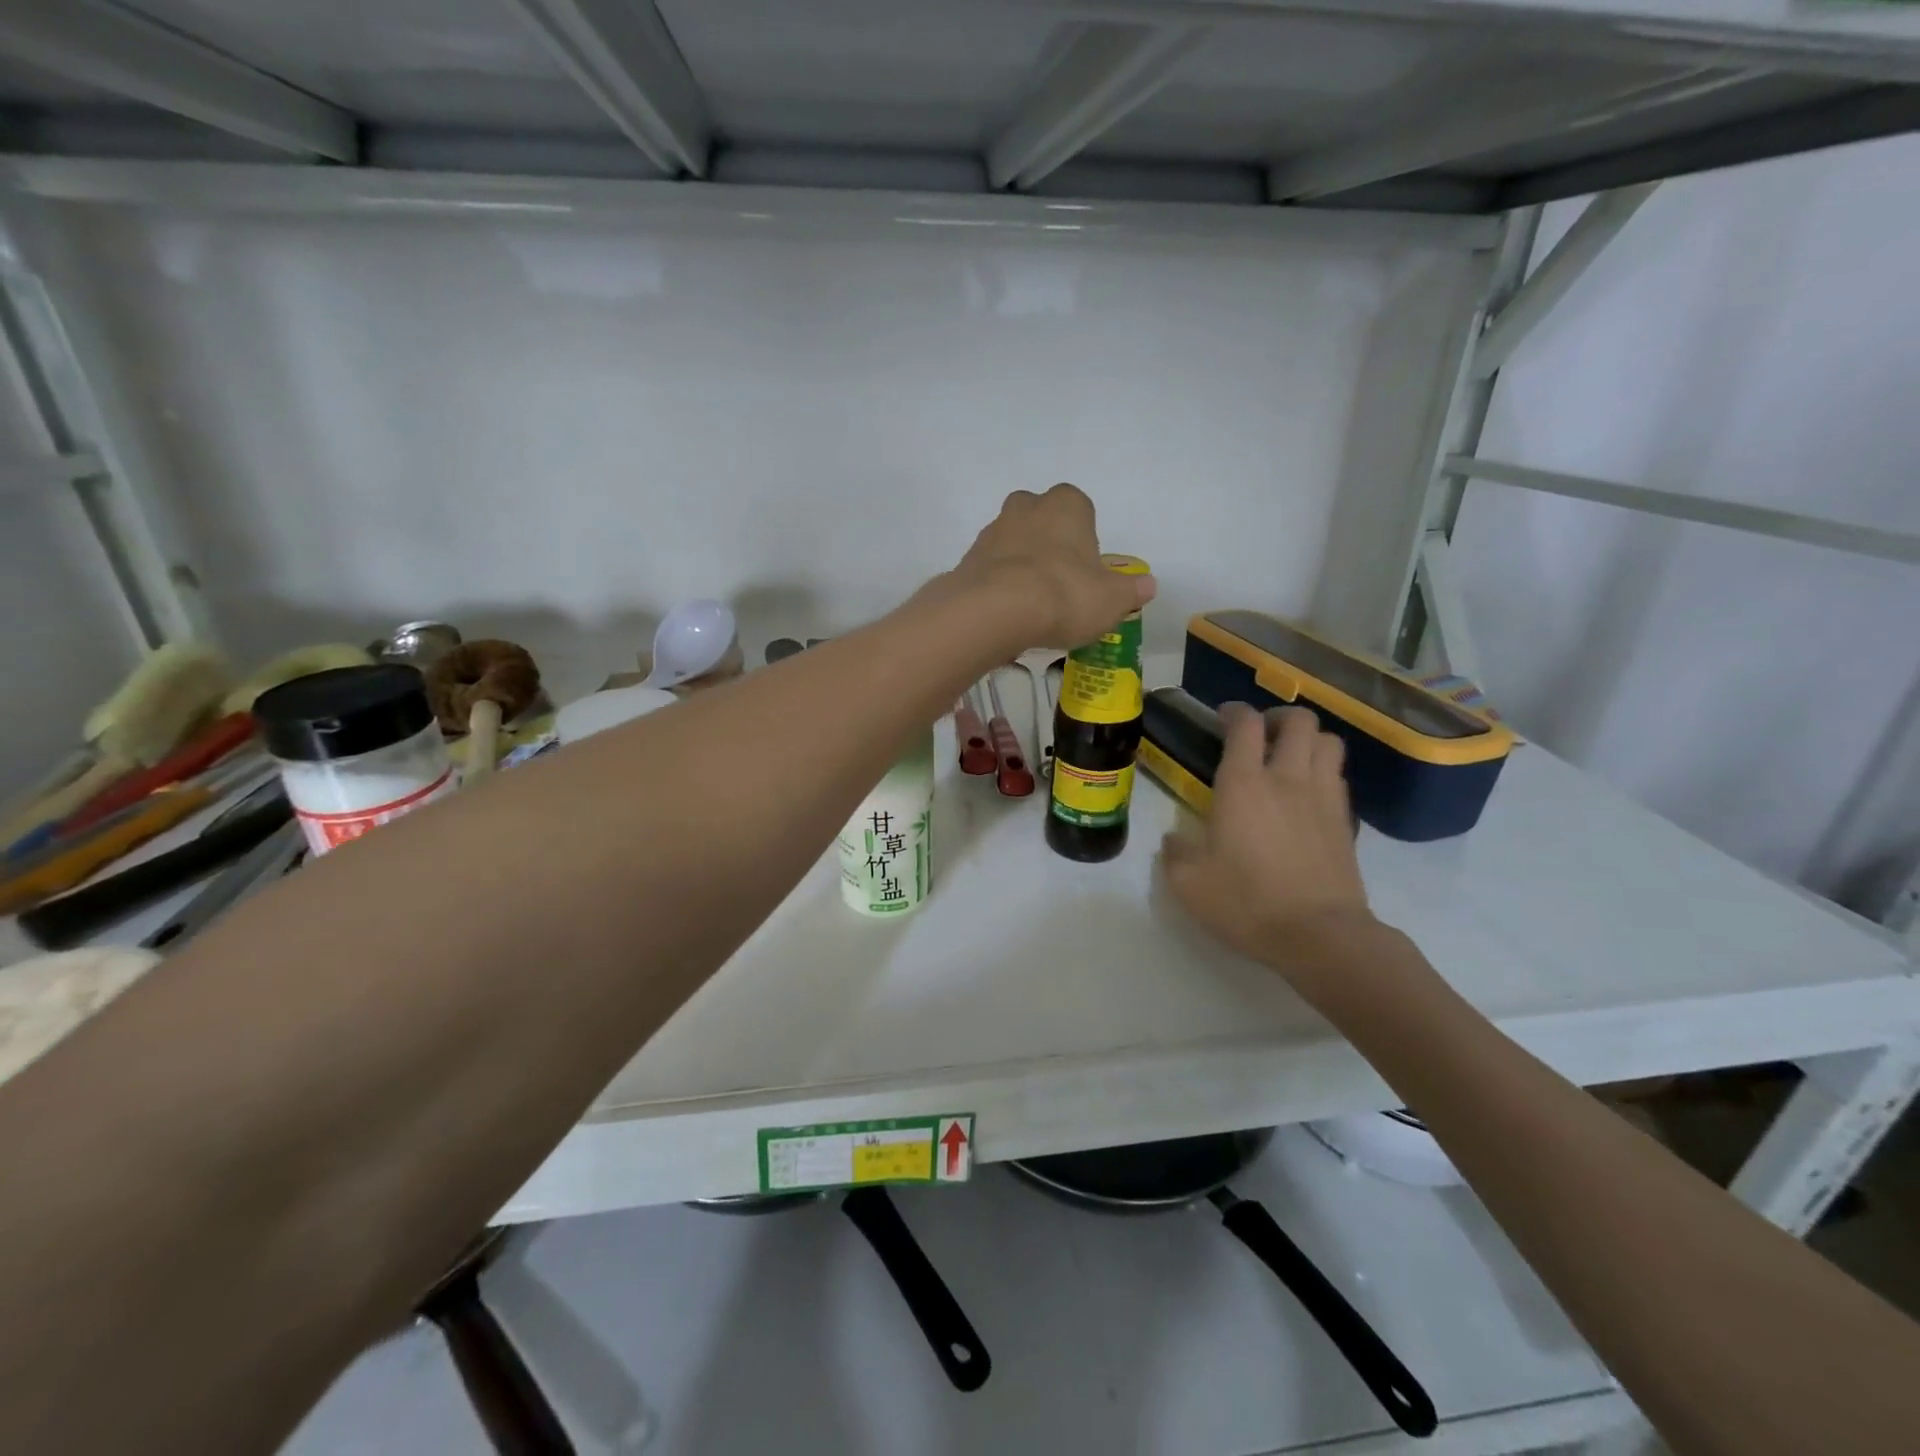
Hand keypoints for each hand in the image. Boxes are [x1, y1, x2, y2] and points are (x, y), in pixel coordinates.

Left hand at [944, 483, 1155, 648]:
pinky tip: (1008, 615)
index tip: (1087, 575)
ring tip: (1033, 609)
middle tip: (1060, 588)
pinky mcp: (967, 559)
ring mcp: (992, 531)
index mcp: (1067, 504)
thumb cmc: (1064, 594)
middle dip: (1051, 549)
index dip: (1085, 544)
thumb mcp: (1111, 600)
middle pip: (1043, 524)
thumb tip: (1147, 586)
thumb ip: (1131, 591)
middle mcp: (1026, 507)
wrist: (994, 611)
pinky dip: (999, 587)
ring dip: (1023, 569)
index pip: (1082, 512)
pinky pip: (991, 571)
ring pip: (1015, 546)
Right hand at [1161, 705, 1373, 965]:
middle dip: (1278, 717)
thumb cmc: (1248, 903)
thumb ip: (1175, 854)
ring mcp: (1323, 797)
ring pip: (1329, 741)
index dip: (1234, 712)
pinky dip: (1323, 770)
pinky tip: (1307, 792)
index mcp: (1243, 785)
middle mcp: (1287, 779)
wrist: (1320, 936)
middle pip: (1298, 721)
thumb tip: (1174, 840)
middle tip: (1261, 733)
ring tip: (1289, 756)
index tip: (1223, 717)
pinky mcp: (1346, 821)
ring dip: (1308, 739)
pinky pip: (1339, 775)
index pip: (1245, 725)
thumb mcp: (1189, 884)